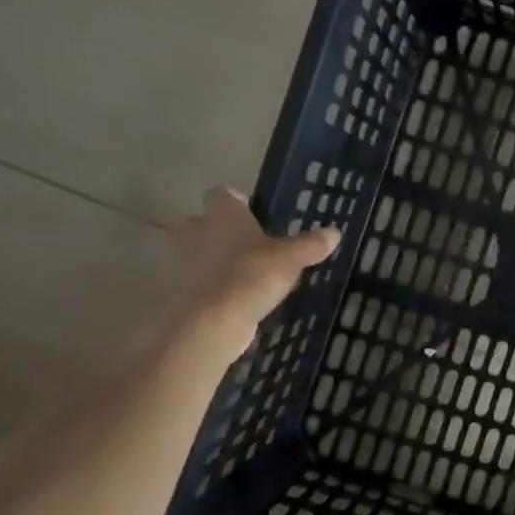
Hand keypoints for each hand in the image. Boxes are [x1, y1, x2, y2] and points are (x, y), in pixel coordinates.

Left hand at [168, 188, 339, 348]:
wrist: (213, 321)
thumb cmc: (252, 274)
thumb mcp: (292, 258)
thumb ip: (311, 244)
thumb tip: (334, 232)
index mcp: (222, 214)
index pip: (221, 194)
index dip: (235, 201)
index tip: (252, 213)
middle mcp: (196, 230)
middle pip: (199, 221)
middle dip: (216, 229)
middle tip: (243, 243)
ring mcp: (182, 262)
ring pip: (194, 252)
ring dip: (211, 259)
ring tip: (242, 273)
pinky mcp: (180, 291)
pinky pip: (196, 281)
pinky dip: (210, 286)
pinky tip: (234, 298)